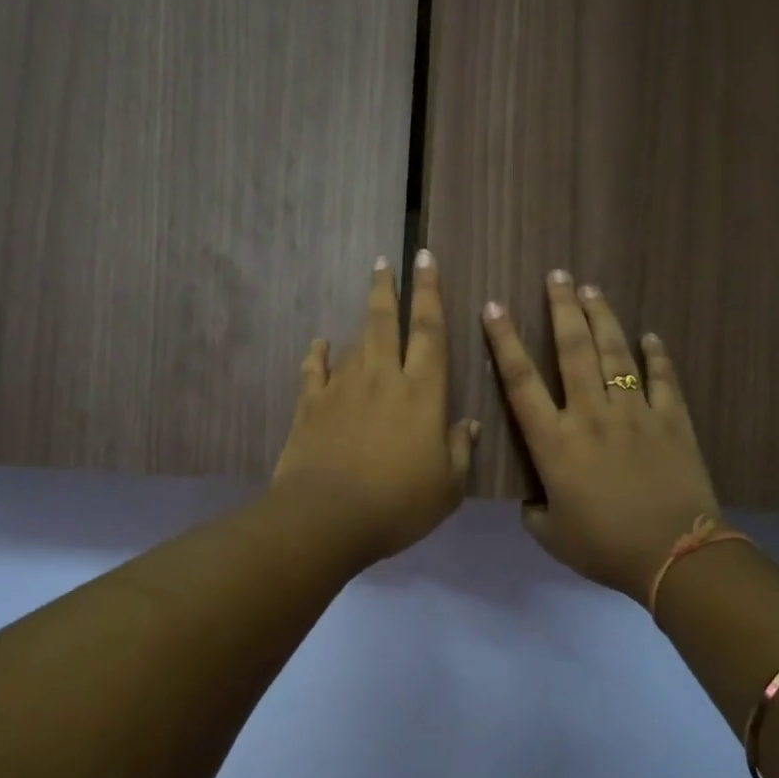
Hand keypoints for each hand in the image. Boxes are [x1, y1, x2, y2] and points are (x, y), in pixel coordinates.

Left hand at [271, 251, 477, 564]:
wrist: (326, 518)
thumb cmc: (397, 504)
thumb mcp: (447, 487)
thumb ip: (459, 450)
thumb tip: (468, 424)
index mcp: (422, 393)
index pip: (430, 331)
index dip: (430, 293)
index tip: (426, 259)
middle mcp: (382, 379)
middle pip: (385, 322)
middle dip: (387, 288)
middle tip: (384, 260)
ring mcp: (342, 389)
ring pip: (354, 343)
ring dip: (362, 321)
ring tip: (367, 305)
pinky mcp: (310, 406)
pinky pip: (314, 370)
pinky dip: (317, 354)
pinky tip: (319, 344)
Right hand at [482, 271, 720, 603]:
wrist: (673, 555)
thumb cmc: (604, 546)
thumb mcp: (550, 535)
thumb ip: (534, 509)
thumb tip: (535, 496)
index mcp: (554, 442)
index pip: (521, 381)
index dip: (504, 341)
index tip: (494, 308)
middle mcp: (590, 415)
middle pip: (572, 350)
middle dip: (562, 309)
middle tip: (557, 276)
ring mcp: (634, 413)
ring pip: (614, 354)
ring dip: (602, 318)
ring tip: (592, 290)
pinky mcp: (671, 419)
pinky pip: (662, 378)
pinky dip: (656, 355)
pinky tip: (651, 336)